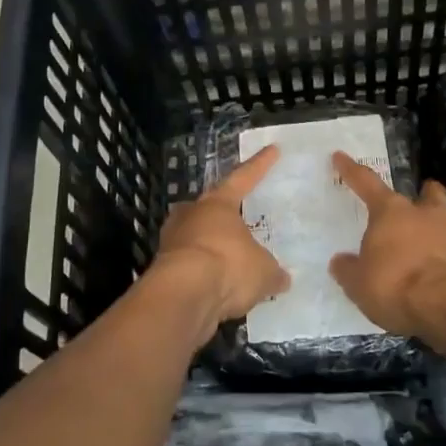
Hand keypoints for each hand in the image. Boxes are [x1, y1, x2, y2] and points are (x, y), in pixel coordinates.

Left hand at [152, 144, 289, 340]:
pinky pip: (189, 265)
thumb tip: (282, 278)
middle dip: (221, 209)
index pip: (243, 178)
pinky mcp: (162, 270)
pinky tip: (216, 285)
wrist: (182, 296)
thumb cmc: (228, 266)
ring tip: (227, 256)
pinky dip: (202, 272)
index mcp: (218, 204)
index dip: (260, 165)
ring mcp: (173, 241)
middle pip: (208, 205)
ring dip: (209, 243)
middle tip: (235, 213)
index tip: (272, 149)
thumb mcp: (263, 271)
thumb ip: (272, 272)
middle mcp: (192, 215)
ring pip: (194, 235)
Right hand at [328, 151, 445, 347]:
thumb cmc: (395, 284)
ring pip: (444, 221)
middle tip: (419, 199)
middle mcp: (424, 214)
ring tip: (424, 248)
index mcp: (390, 211)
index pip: (366, 183)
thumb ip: (349, 269)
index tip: (340, 156)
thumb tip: (341, 262)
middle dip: (424, 193)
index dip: (351, 170)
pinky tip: (437, 274)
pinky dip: (445, 257)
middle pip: (427, 194)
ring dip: (435, 229)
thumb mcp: (358, 283)